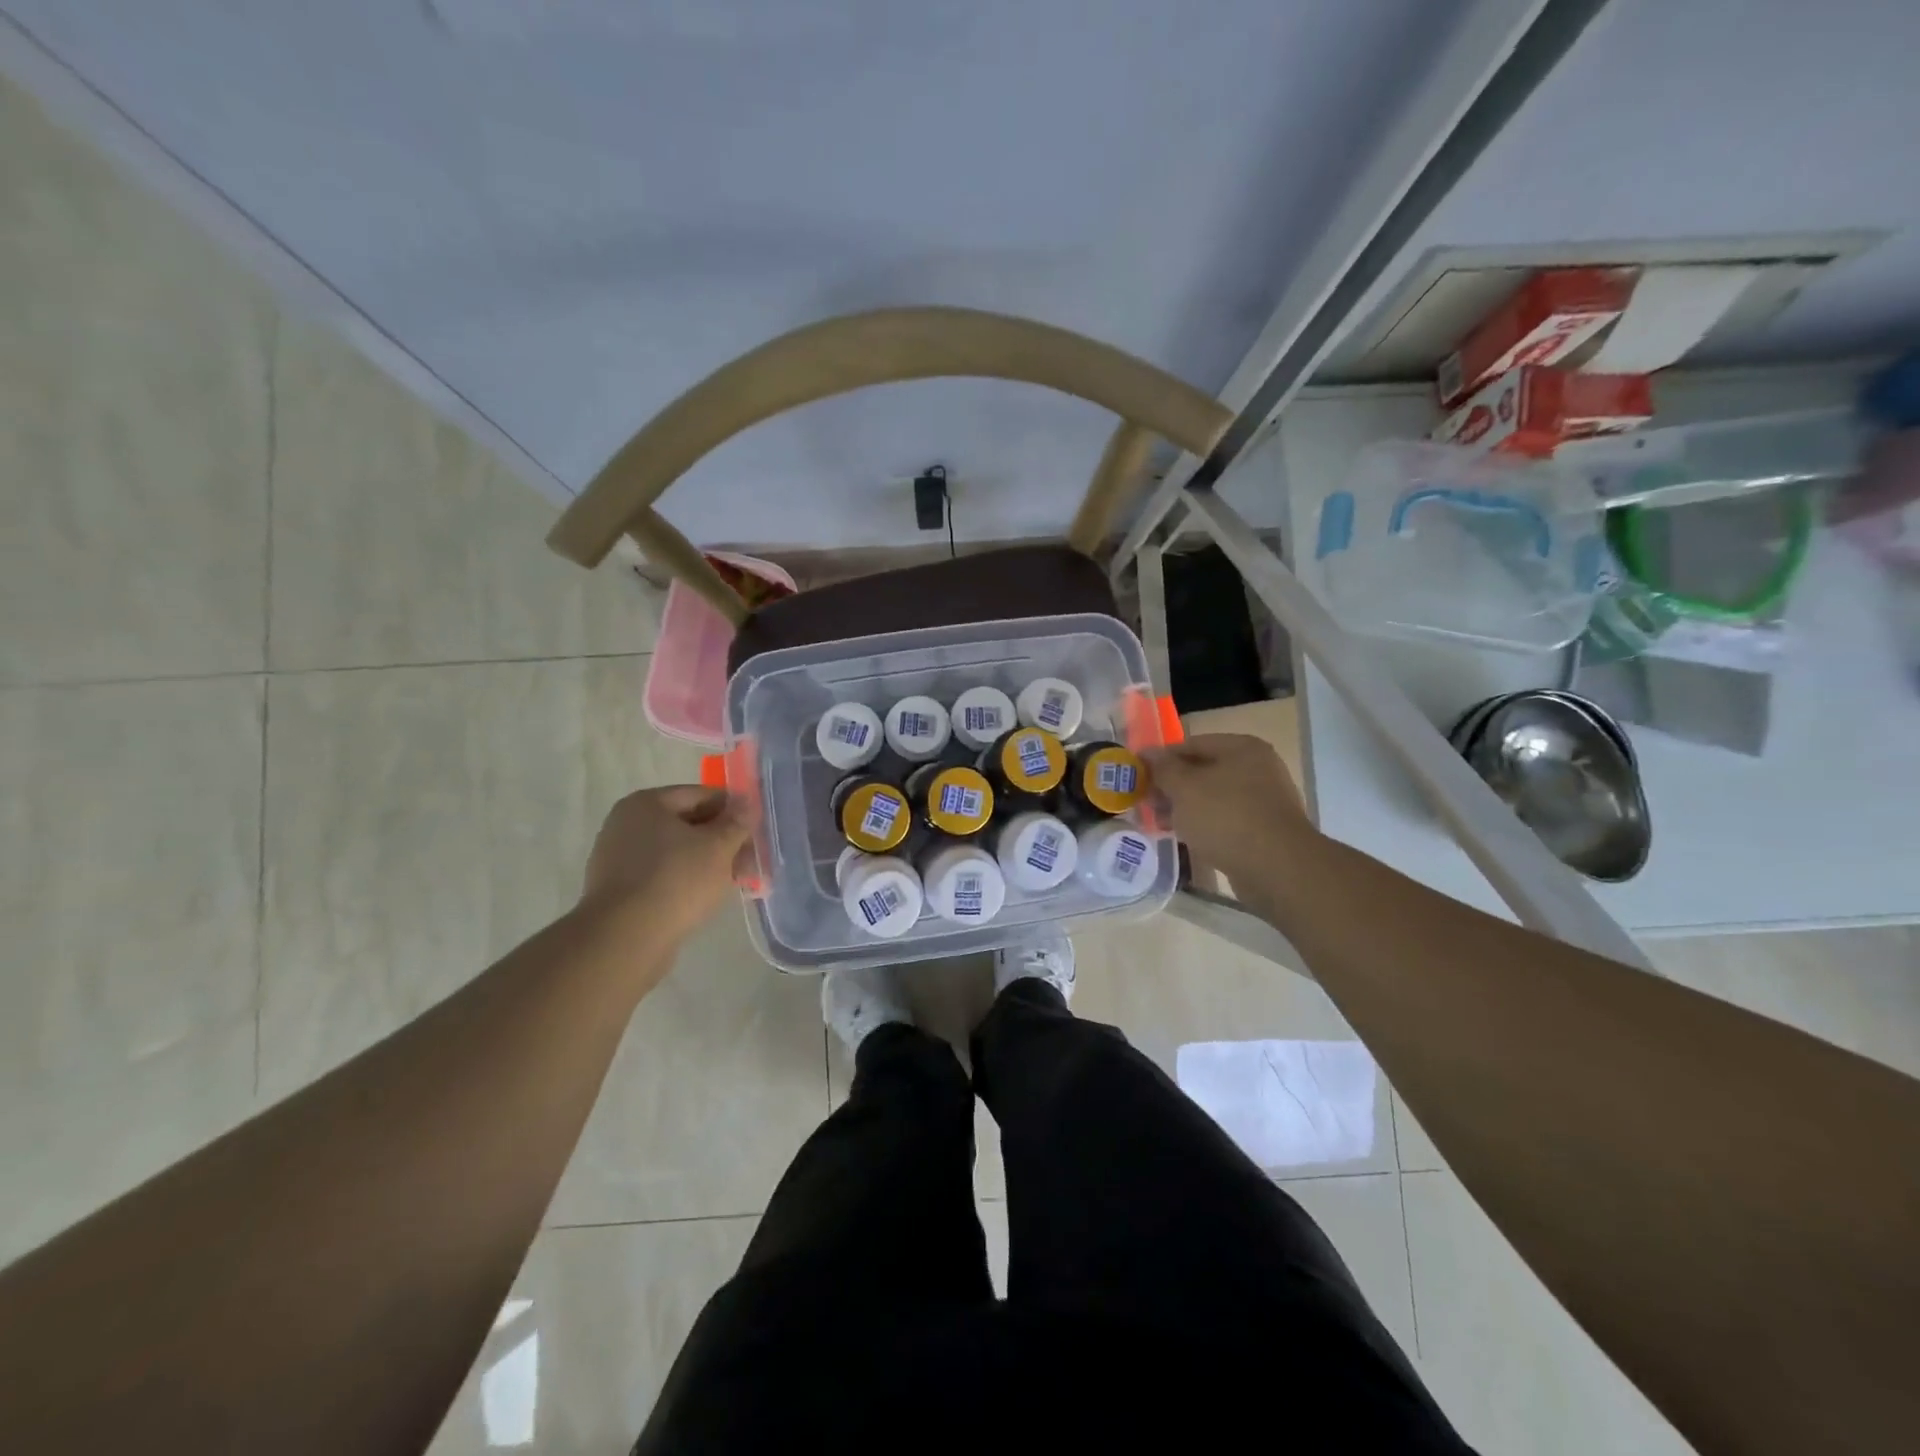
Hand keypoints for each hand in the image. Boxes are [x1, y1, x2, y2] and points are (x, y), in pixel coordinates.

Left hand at [580, 785, 750, 942]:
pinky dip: (685, 881)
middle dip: (722, 840)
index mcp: (646, 803)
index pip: (701, 795)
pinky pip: (661, 875)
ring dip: (707, 862)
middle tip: (750, 860)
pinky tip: (705, 897)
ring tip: (734, 881)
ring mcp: (617, 858)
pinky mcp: (618, 890)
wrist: (625, 938)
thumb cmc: (677, 880)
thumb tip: (745, 803)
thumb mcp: (719, 847)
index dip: (733, 810)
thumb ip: (736, 822)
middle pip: (687, 824)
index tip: (755, 830)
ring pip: (676, 852)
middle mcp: (626, 823)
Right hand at [1145, 733, 1315, 879]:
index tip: (1138, 777)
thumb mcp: (1184, 788)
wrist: (1276, 868)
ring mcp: (1263, 799)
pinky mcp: (1263, 829)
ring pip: (1212, 797)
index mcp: (1241, 748)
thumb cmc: (1226, 817)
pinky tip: (1184, 837)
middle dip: (1171, 787)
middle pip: (1202, 771)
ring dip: (1185, 808)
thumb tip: (1148, 753)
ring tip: (1159, 823)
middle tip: (1146, 803)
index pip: (1191, 744)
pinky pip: (1225, 819)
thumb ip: (1163, 768)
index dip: (1161, 759)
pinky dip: (1204, 825)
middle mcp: (1257, 768)